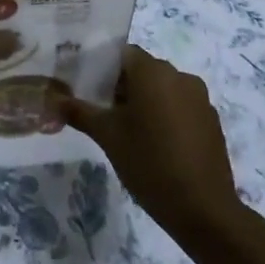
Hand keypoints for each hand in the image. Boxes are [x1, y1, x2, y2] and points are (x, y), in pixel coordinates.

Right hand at [60, 46, 245, 241]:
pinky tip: (156, 145)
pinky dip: (166, 116)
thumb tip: (52, 99)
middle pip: (143, 70)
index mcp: (153, 72)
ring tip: (129, 132)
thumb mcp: (106, 135)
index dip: (103, 68)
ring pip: (163, 89)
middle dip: (123, 87)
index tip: (89, 90)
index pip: (122, 54)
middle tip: (103, 113)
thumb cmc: (148, 162)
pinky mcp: (212, 122)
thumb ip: (78, 111)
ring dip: (146, 102)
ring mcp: (200, 99)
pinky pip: (181, 107)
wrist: (203, 209)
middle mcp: (180, 76)